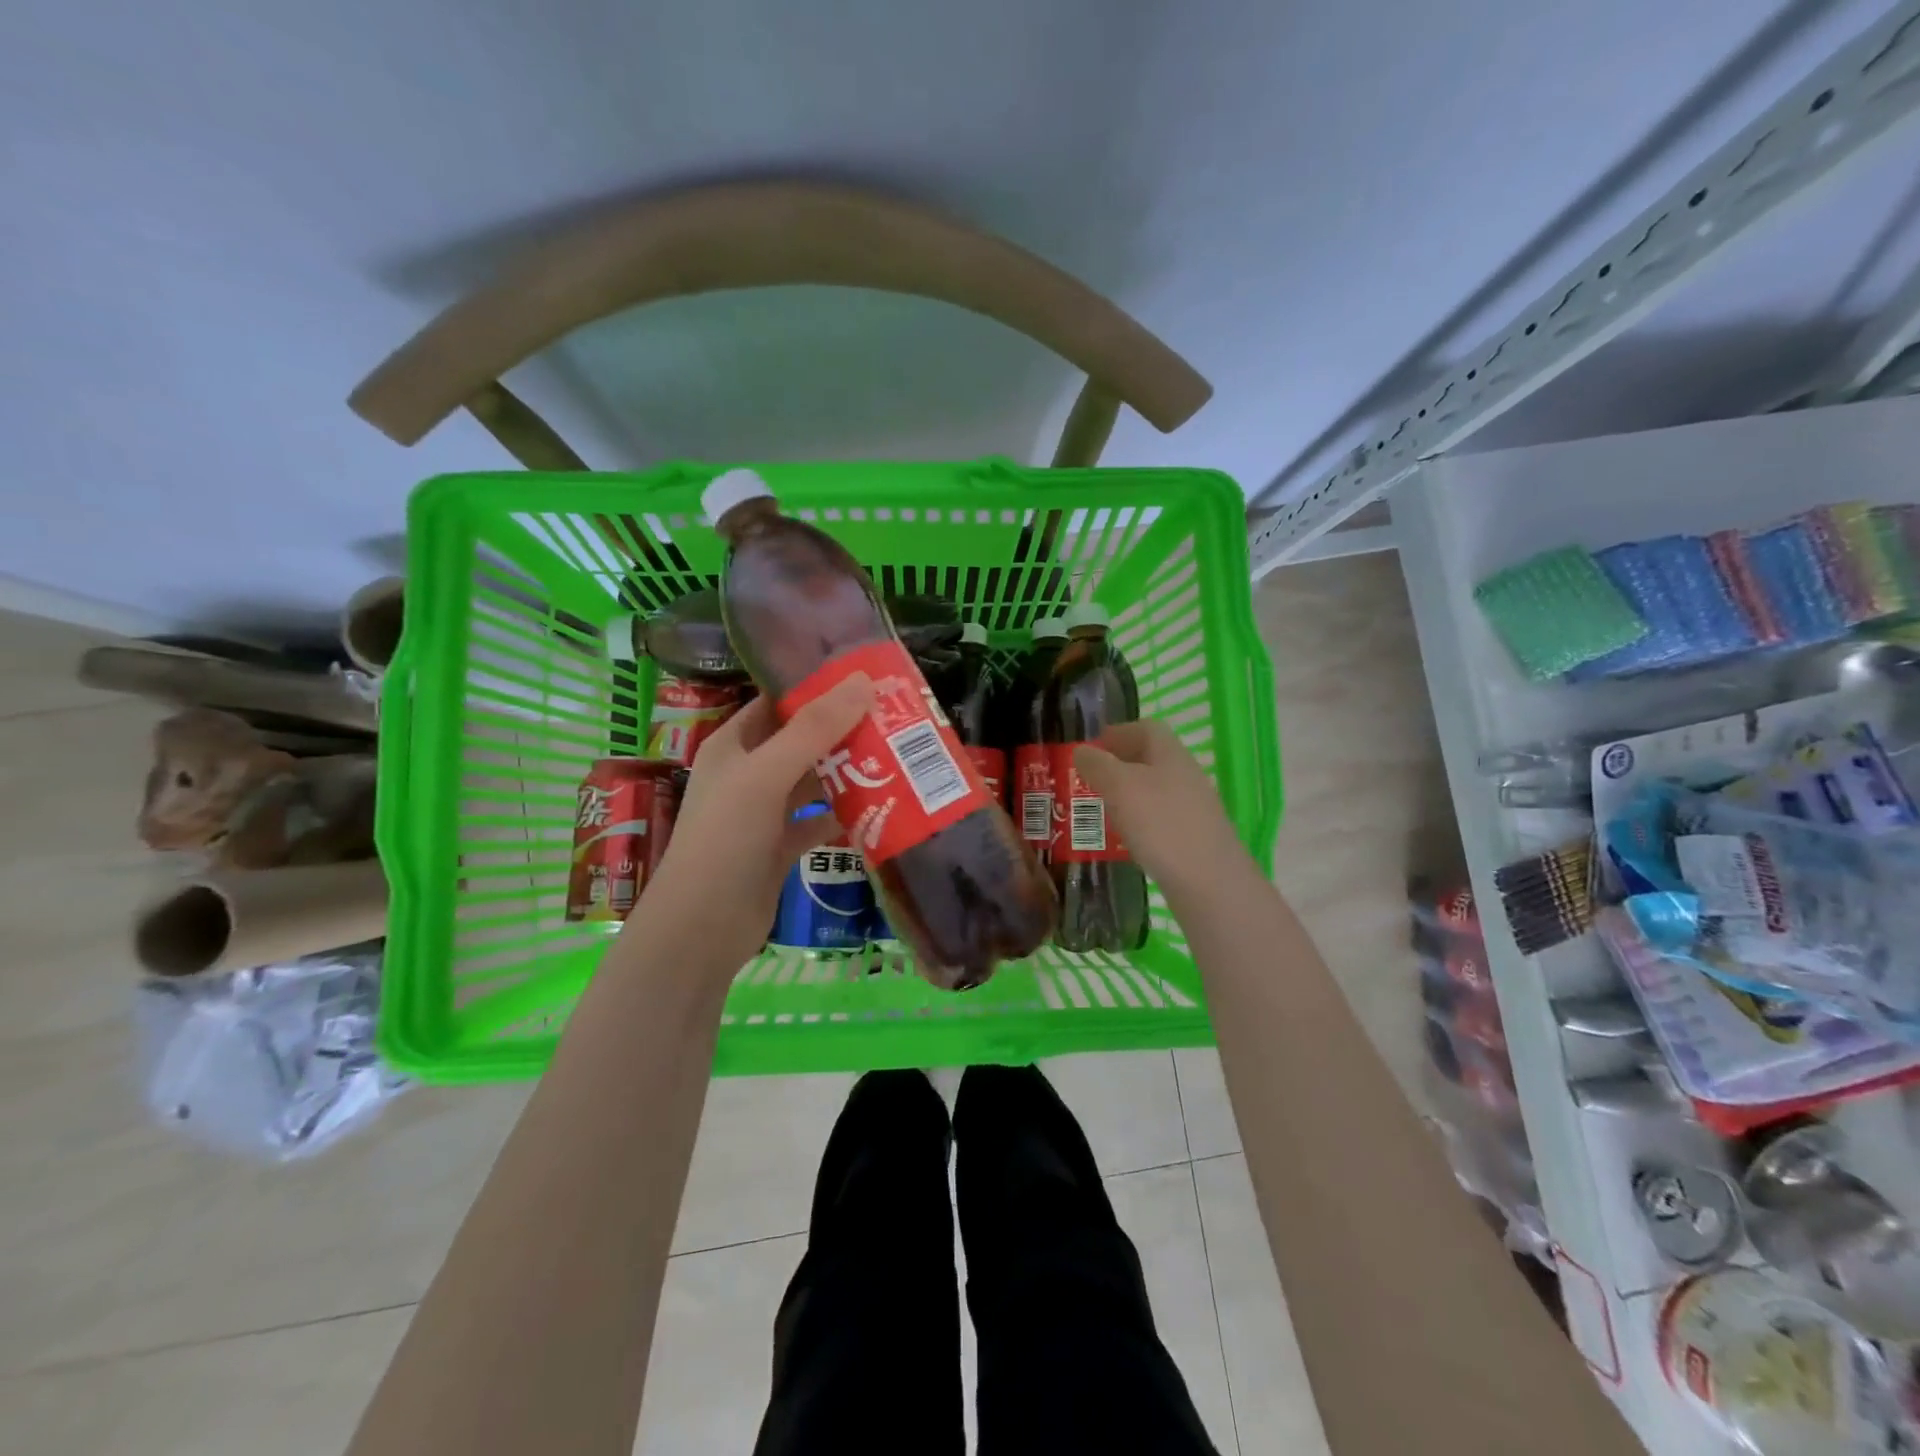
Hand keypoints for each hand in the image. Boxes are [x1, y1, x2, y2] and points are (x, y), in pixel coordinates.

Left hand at [623, 676, 874, 978]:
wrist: (702, 929)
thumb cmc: (725, 840)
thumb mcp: (766, 775)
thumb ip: (813, 729)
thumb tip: (862, 681)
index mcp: (733, 745)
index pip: (776, 702)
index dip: (815, 686)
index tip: (865, 676)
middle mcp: (748, 773)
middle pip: (801, 740)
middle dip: (842, 729)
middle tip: (894, 715)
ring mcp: (764, 812)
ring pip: (812, 782)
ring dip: (848, 772)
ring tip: (897, 755)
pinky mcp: (780, 847)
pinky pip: (817, 821)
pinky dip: (843, 815)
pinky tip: (880, 807)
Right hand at [1073, 720, 1251, 893]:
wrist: (1209, 882)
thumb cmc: (1161, 824)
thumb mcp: (1119, 787)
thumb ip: (1097, 765)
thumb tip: (1081, 751)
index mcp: (1171, 754)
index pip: (1146, 728)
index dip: (1118, 732)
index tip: (1091, 747)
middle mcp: (1186, 775)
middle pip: (1151, 758)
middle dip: (1118, 764)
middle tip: (1089, 779)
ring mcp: (1193, 807)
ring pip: (1154, 789)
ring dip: (1127, 793)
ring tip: (1101, 808)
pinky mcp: (1194, 836)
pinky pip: (1160, 817)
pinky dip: (1139, 819)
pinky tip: (1125, 837)